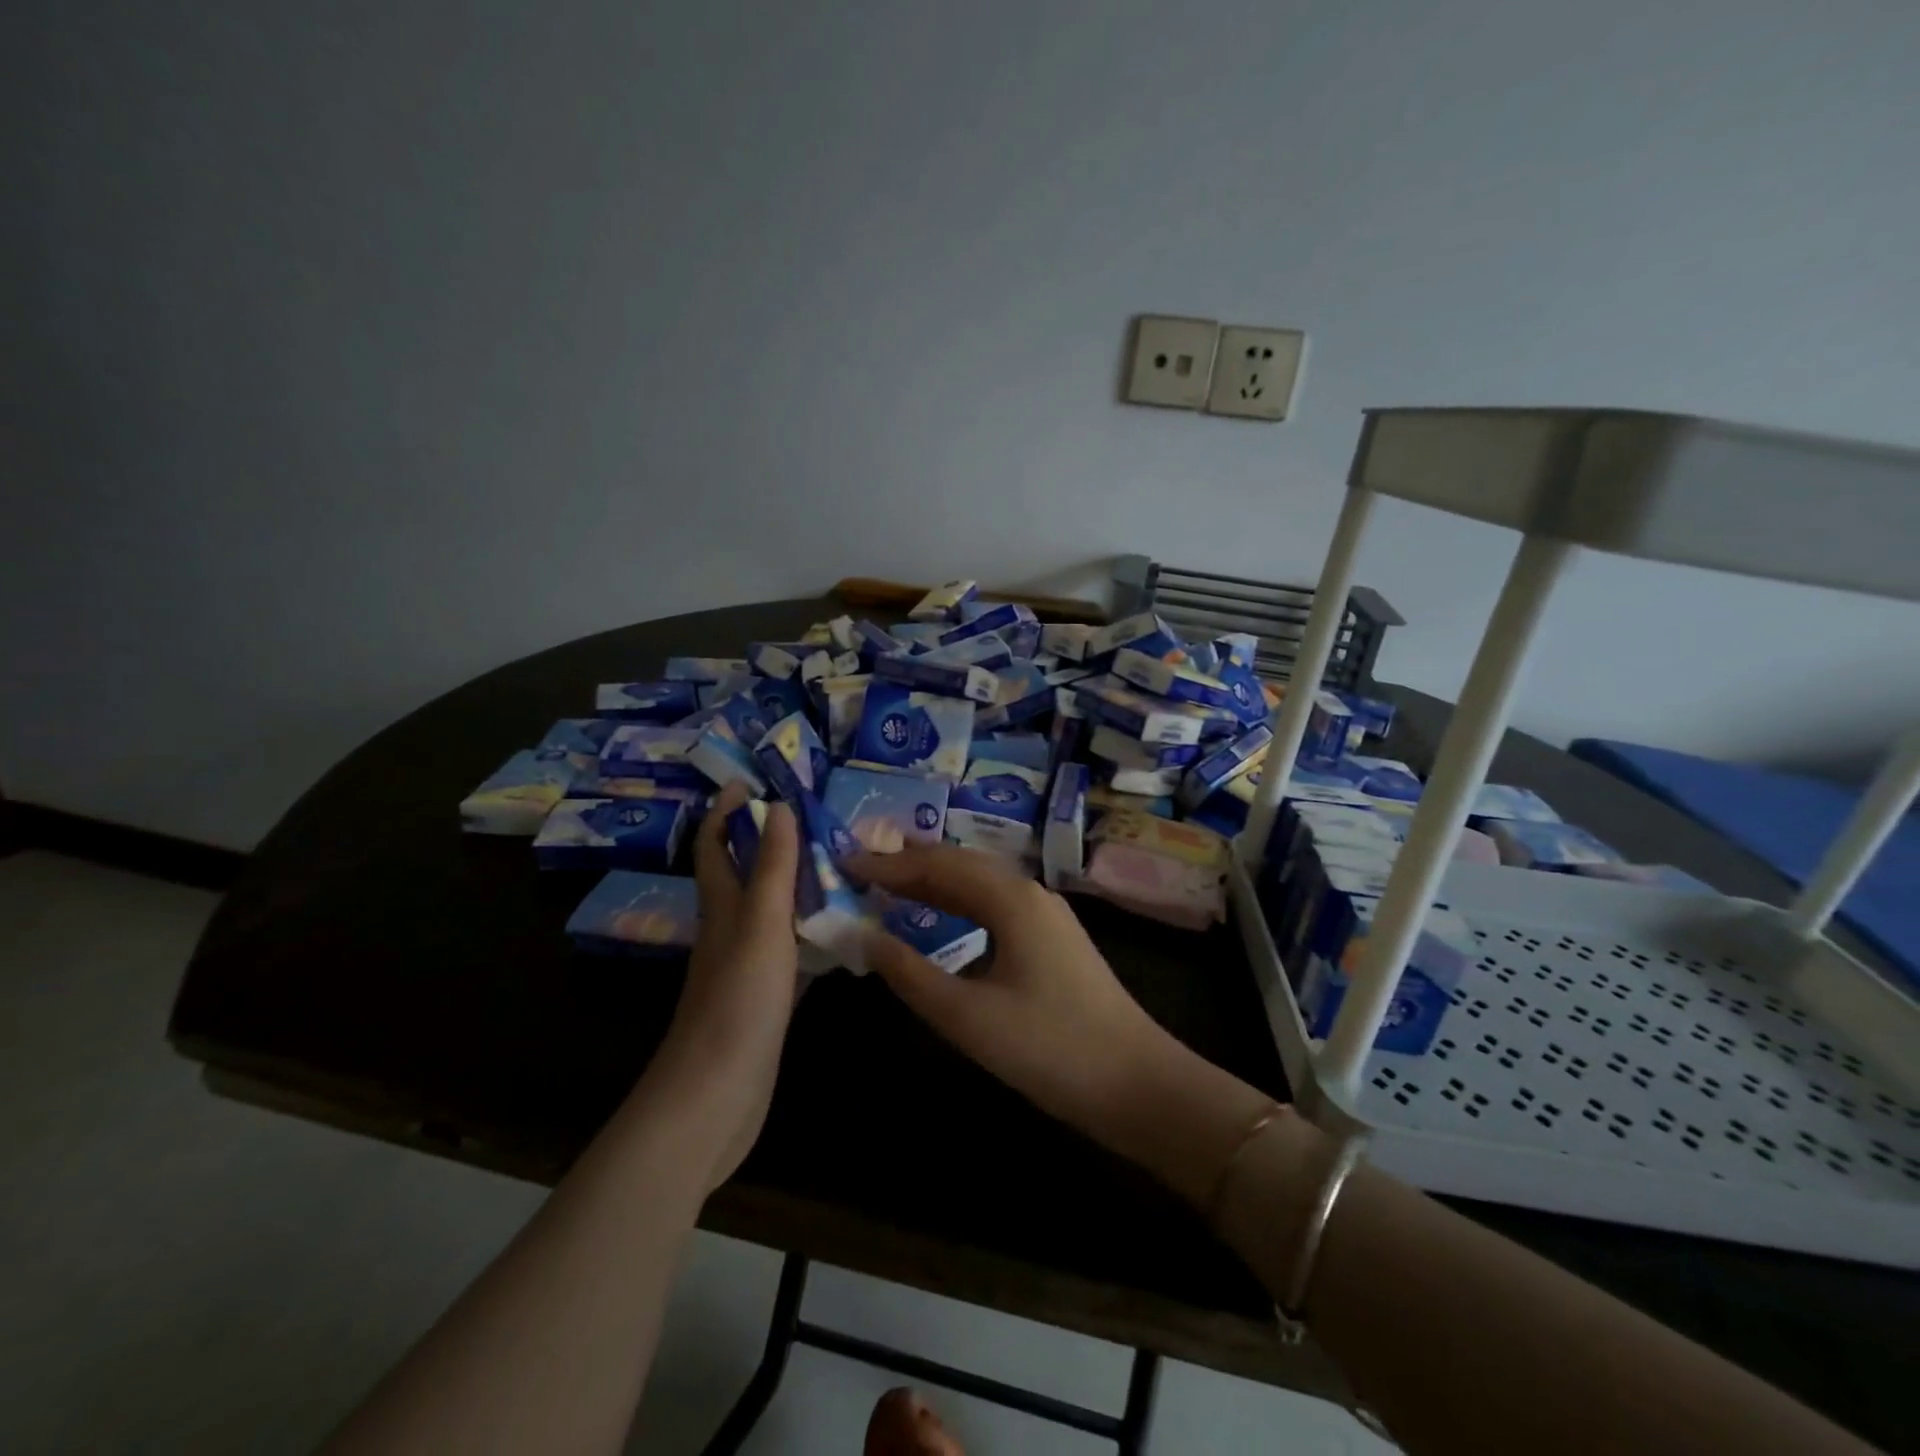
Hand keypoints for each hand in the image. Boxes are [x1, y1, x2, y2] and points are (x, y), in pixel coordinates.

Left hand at [646, 783, 800, 1190]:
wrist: (714, 1098)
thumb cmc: (737, 1003)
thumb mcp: (760, 926)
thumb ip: (772, 868)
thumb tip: (778, 807)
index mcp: (722, 908)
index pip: (716, 847)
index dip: (725, 812)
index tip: (748, 781)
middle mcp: (730, 931)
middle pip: (744, 875)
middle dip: (766, 841)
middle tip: (813, 818)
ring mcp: (747, 967)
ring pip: (770, 911)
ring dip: (794, 884)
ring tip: (836, 862)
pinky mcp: (766, 999)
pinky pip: (791, 950)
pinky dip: (811, 931)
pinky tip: (840, 931)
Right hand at [853, 846, 1274, 1205]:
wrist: (1138, 1084)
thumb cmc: (1049, 1048)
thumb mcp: (967, 1016)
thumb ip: (910, 972)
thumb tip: (863, 934)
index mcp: (1011, 899)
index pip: (938, 865)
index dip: (889, 864)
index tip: (846, 862)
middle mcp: (1030, 893)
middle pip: (961, 864)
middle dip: (911, 864)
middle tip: (862, 868)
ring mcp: (1046, 915)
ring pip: (980, 884)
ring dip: (935, 882)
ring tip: (891, 886)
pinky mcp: (1053, 940)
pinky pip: (995, 906)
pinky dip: (959, 904)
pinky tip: (943, 920)